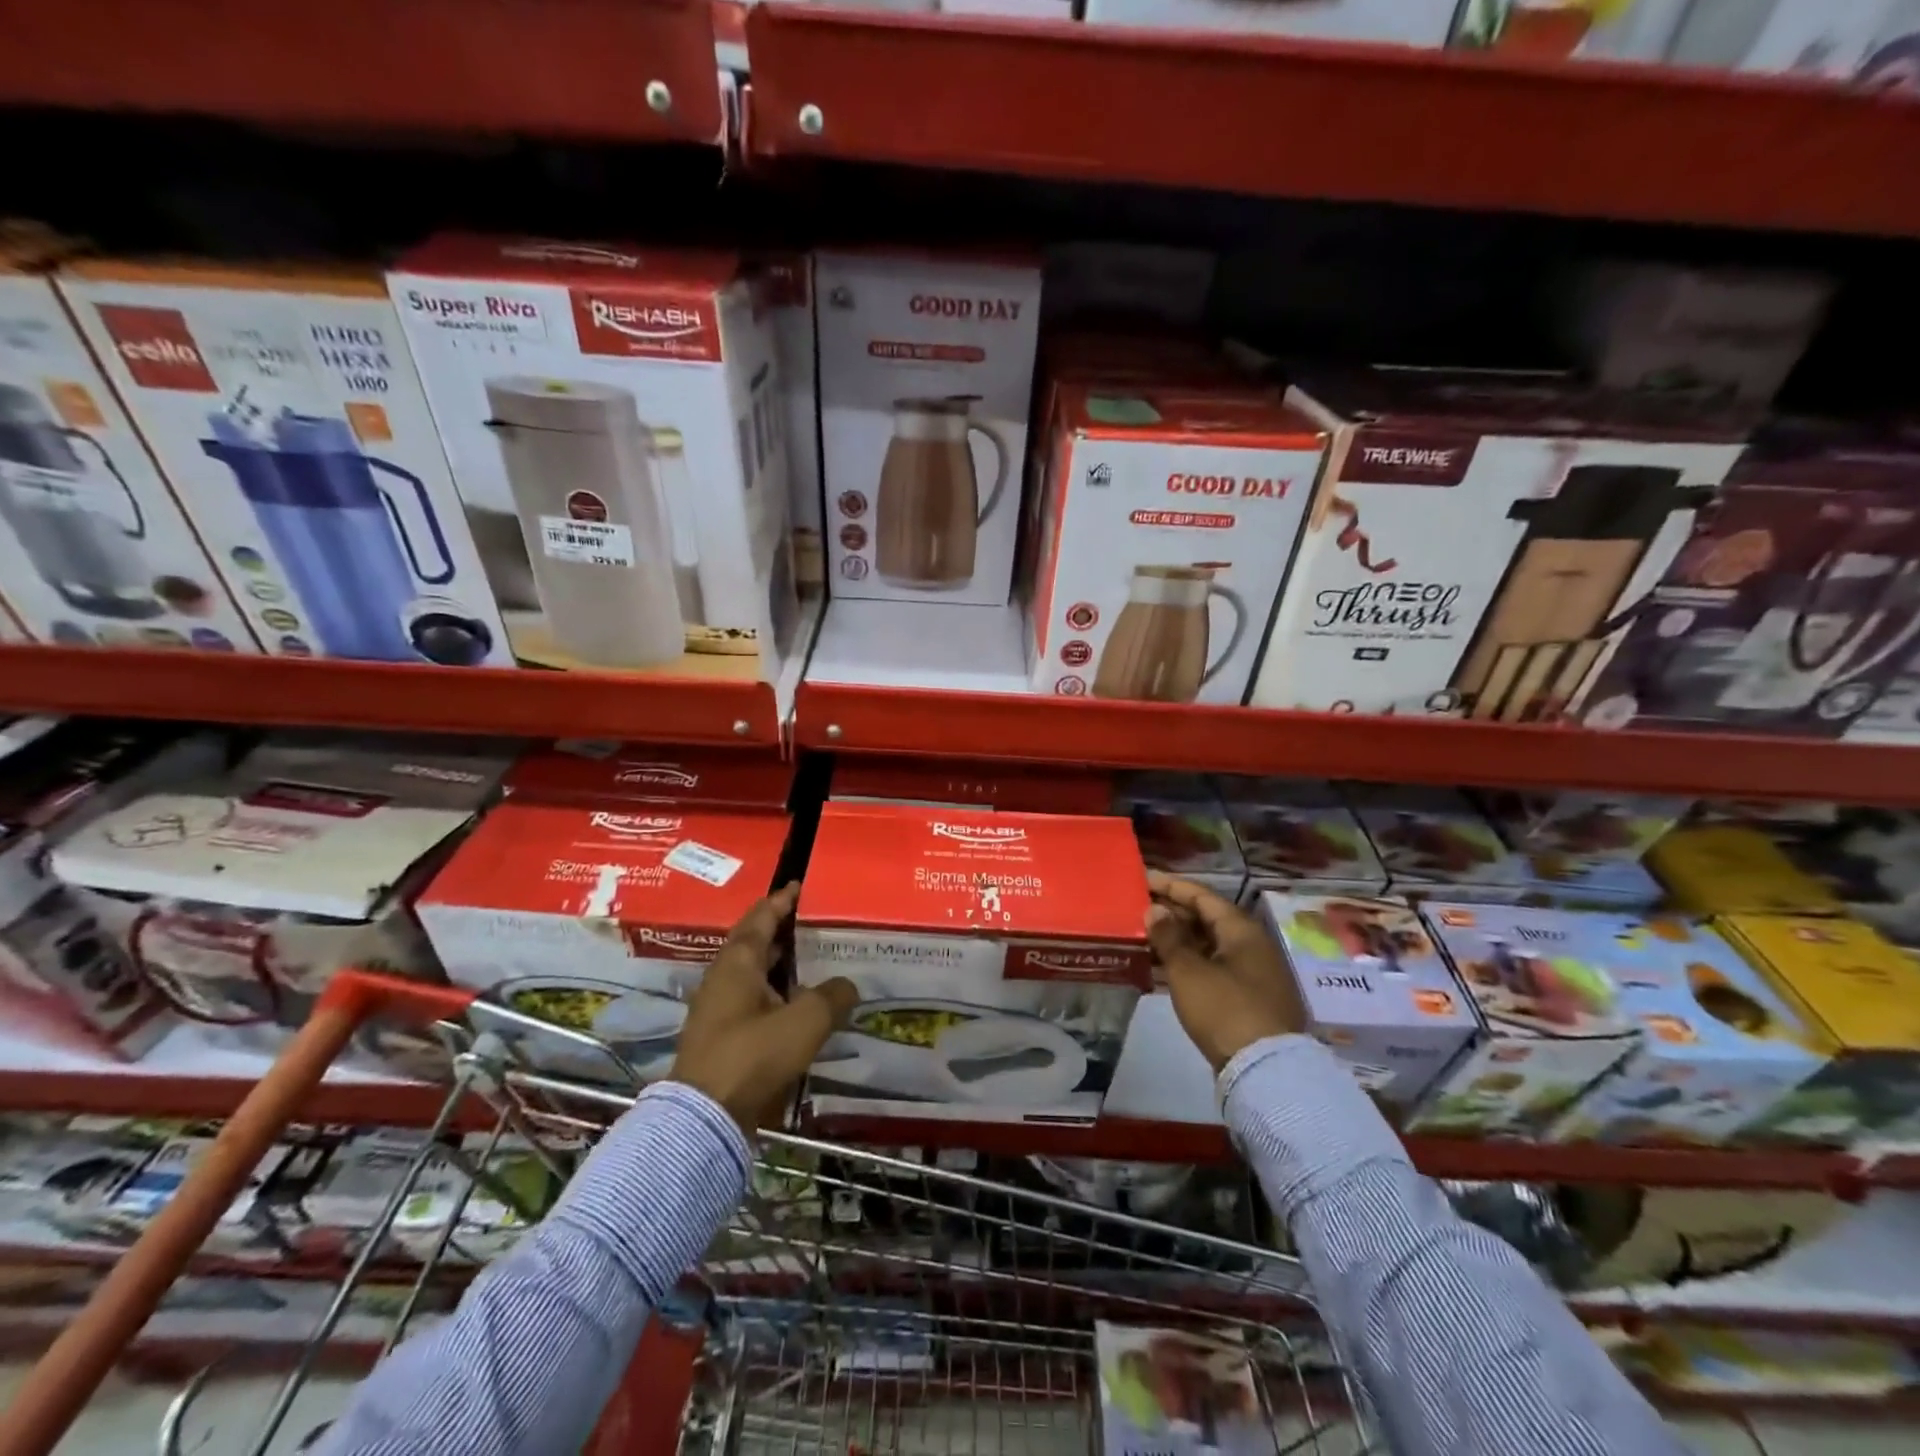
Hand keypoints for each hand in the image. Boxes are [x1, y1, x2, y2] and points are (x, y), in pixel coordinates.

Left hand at [668, 883, 858, 1132]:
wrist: (704, 1118)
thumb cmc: (753, 1054)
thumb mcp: (805, 1021)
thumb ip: (832, 996)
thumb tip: (848, 985)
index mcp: (738, 962)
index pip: (761, 918)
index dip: (782, 901)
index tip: (800, 887)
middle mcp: (724, 978)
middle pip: (754, 943)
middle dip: (782, 931)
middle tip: (814, 924)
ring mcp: (719, 1009)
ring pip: (754, 974)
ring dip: (780, 965)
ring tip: (813, 961)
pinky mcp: (722, 1037)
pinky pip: (753, 1001)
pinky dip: (776, 994)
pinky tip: (798, 1005)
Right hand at [1145, 871, 1303, 1072]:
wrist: (1265, 1071)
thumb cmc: (1224, 1009)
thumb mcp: (1188, 971)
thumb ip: (1169, 937)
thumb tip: (1155, 910)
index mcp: (1241, 931)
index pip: (1203, 896)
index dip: (1172, 886)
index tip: (1144, 879)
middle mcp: (1252, 946)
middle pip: (1208, 920)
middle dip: (1173, 913)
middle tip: (1140, 909)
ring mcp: (1253, 975)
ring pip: (1209, 947)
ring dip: (1178, 941)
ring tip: (1145, 938)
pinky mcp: (1248, 1001)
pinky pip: (1213, 970)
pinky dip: (1189, 965)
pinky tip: (1164, 971)